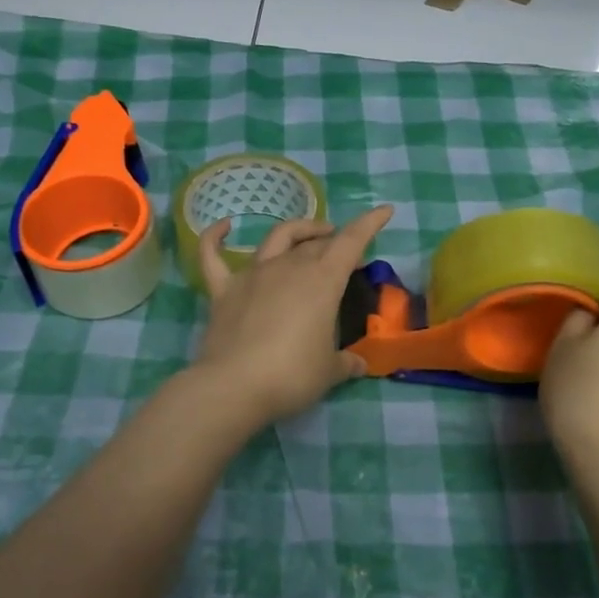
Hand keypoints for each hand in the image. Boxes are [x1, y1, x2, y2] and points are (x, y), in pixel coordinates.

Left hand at [193, 204, 394, 425]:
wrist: (234, 386)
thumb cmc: (292, 375)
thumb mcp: (329, 372)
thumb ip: (346, 362)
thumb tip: (359, 364)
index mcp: (322, 281)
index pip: (351, 242)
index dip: (369, 224)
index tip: (384, 211)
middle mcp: (288, 267)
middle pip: (316, 243)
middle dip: (335, 241)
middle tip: (347, 256)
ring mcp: (252, 275)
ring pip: (277, 238)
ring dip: (298, 230)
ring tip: (311, 235)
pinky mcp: (223, 289)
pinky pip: (214, 254)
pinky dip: (217, 236)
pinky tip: (224, 226)